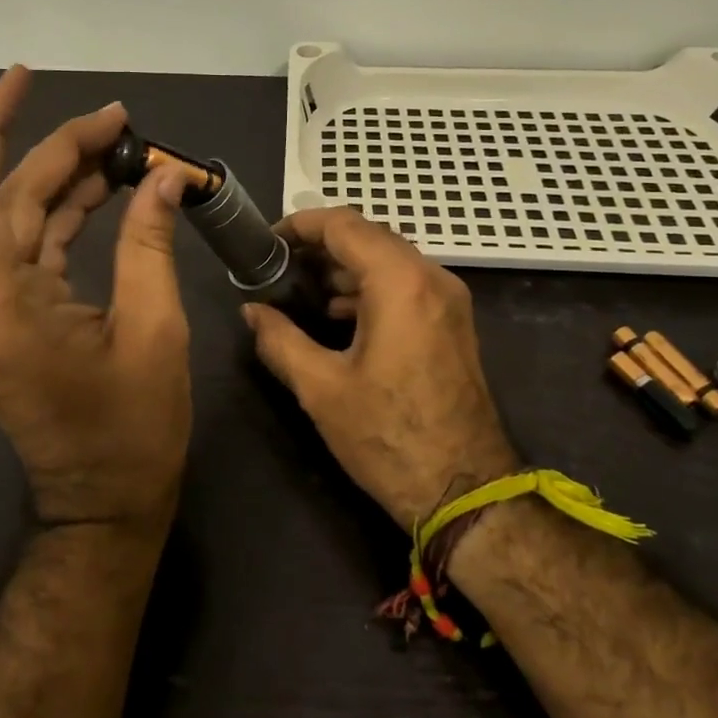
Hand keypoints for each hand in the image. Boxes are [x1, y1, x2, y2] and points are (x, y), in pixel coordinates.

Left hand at [0, 67, 192, 536]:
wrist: (104, 507)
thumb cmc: (133, 433)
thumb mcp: (155, 332)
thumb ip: (150, 245)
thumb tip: (164, 178)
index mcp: (3, 309)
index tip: (25, 79)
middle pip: (3, 201)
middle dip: (55, 150)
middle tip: (118, 121)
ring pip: (16, 222)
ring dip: (63, 180)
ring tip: (123, 147)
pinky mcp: (13, 322)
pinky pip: (32, 252)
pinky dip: (65, 217)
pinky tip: (106, 190)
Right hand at [241, 208, 520, 530]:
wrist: (465, 491)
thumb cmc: (387, 436)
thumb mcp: (320, 388)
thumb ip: (279, 339)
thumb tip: (252, 311)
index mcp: (400, 283)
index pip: (344, 226)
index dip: (300, 226)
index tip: (267, 241)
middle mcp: (431, 278)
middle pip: (369, 236)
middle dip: (321, 245)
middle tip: (279, 265)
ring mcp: (449, 301)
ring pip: (390, 259)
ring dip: (346, 266)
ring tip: (302, 290)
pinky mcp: (453, 324)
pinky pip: (406, 284)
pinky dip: (370, 286)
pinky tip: (340, 316)